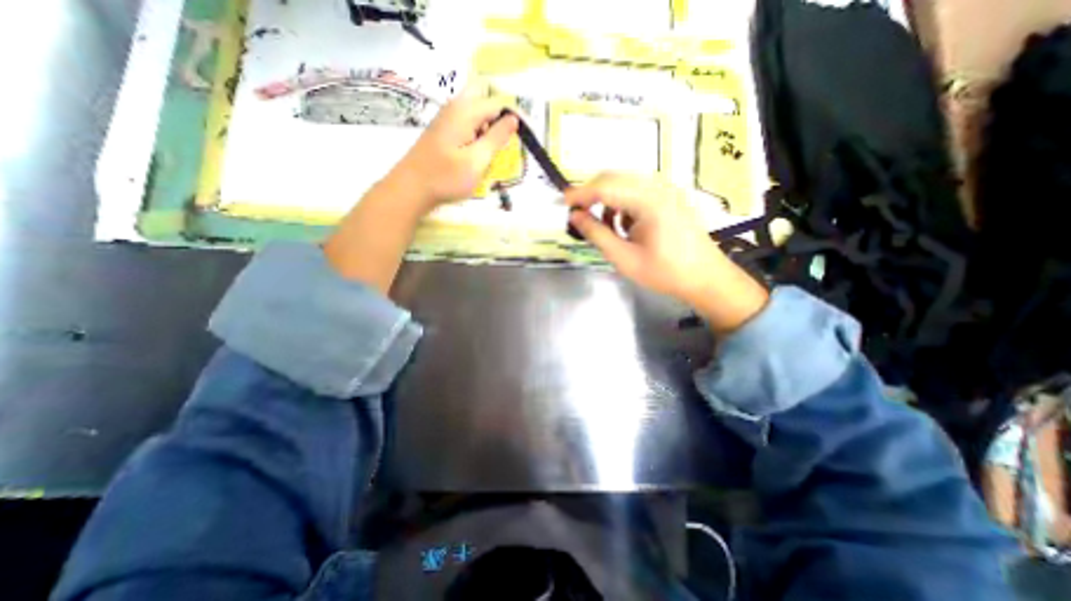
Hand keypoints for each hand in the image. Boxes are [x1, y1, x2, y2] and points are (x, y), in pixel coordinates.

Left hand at [393, 79, 521, 213]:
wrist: (411, 189)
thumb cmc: (446, 177)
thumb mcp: (477, 160)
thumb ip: (496, 137)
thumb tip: (513, 118)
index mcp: (465, 111)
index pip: (497, 103)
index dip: (512, 119)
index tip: (521, 140)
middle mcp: (455, 107)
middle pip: (484, 100)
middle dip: (498, 119)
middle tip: (503, 143)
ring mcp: (446, 119)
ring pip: (475, 113)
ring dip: (487, 129)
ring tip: (490, 155)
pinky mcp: (443, 132)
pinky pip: (466, 125)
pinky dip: (476, 136)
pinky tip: (476, 156)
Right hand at [563, 170, 765, 333]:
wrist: (705, 278)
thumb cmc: (664, 272)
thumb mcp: (624, 258)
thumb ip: (597, 234)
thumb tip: (574, 216)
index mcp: (649, 201)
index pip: (605, 187)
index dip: (580, 194)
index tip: (561, 203)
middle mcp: (658, 187)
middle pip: (614, 178)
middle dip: (592, 194)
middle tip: (577, 214)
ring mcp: (666, 190)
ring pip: (625, 183)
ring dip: (607, 199)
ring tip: (603, 226)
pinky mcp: (669, 197)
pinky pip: (637, 191)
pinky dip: (623, 203)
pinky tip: (623, 225)